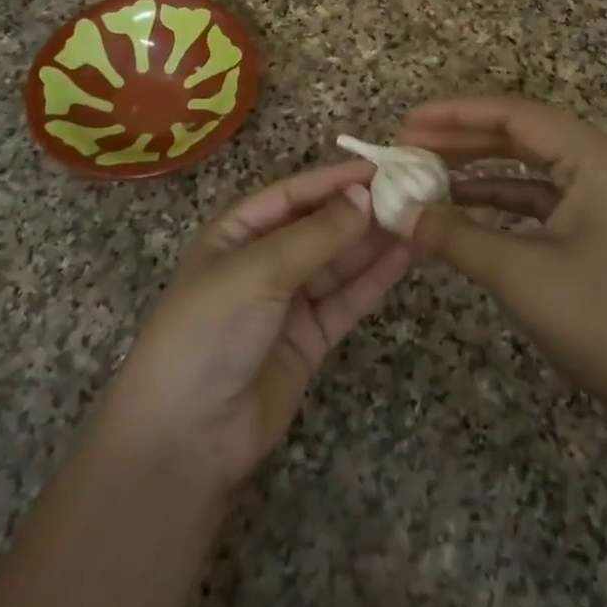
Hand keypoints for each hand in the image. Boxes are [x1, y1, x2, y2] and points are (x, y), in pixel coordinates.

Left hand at [92, 161, 413, 494]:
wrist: (186, 437)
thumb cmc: (210, 331)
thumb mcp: (257, 272)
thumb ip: (316, 235)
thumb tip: (366, 195)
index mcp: (237, 232)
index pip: (293, 194)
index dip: (335, 180)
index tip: (383, 168)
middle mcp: (264, 260)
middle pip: (320, 226)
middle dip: (362, 210)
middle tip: (413, 193)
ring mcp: (289, 301)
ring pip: (339, 261)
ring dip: (375, 241)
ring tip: (420, 218)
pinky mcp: (311, 338)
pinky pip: (347, 299)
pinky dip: (375, 278)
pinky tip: (406, 256)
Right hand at [398, 97, 606, 458]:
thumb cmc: (602, 322)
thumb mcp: (520, 275)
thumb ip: (454, 236)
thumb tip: (397, 212)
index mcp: (596, 158)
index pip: (515, 115)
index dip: (456, 115)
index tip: (408, 122)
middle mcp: (603, 162)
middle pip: (521, 134)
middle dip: (462, 139)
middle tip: (409, 145)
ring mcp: (604, 192)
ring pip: (529, 164)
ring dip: (478, 168)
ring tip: (425, 173)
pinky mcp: (598, 221)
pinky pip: (540, 195)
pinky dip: (500, 198)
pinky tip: (460, 205)